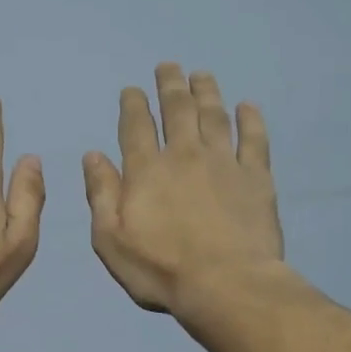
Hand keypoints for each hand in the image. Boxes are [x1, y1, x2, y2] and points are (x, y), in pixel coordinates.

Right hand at [83, 63, 282, 315]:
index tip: (132, 90)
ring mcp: (225, 163)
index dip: (133, 104)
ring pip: (214, 116)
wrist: (226, 285)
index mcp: (146, 170)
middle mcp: (185, 155)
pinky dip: (251, 119)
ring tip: (201, 75)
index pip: (136, 126)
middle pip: (177, 110)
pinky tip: (247, 106)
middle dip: (170, 85)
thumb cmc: (159, 269)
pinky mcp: (257, 178)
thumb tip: (93, 155)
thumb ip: (101, 193)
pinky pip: (254, 139)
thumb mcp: (110, 239)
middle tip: (168, 66)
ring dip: (206, 92)